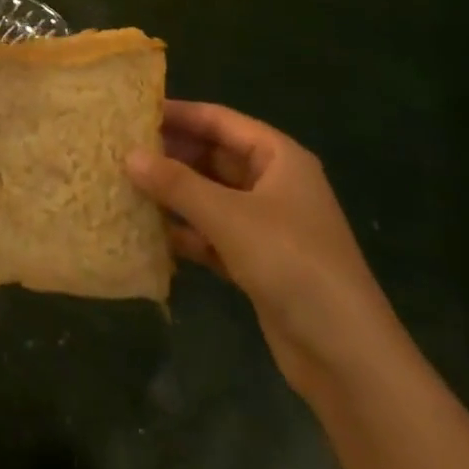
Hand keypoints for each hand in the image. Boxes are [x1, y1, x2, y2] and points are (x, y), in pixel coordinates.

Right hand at [126, 101, 401, 397]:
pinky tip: (151, 233)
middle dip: (172, 155)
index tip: (134, 112)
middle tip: (122, 151)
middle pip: (214, 157)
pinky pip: (215, 234)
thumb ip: (177, 184)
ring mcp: (267, 225)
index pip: (220, 120)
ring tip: (127, 187)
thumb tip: (129, 155)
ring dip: (176, 195)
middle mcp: (273, 183)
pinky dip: (188, 232)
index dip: (179, 113)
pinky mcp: (259, 262)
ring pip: (211, 197)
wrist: (347, 357)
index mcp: (278, 157)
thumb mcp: (230, 217)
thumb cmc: (292, 264)